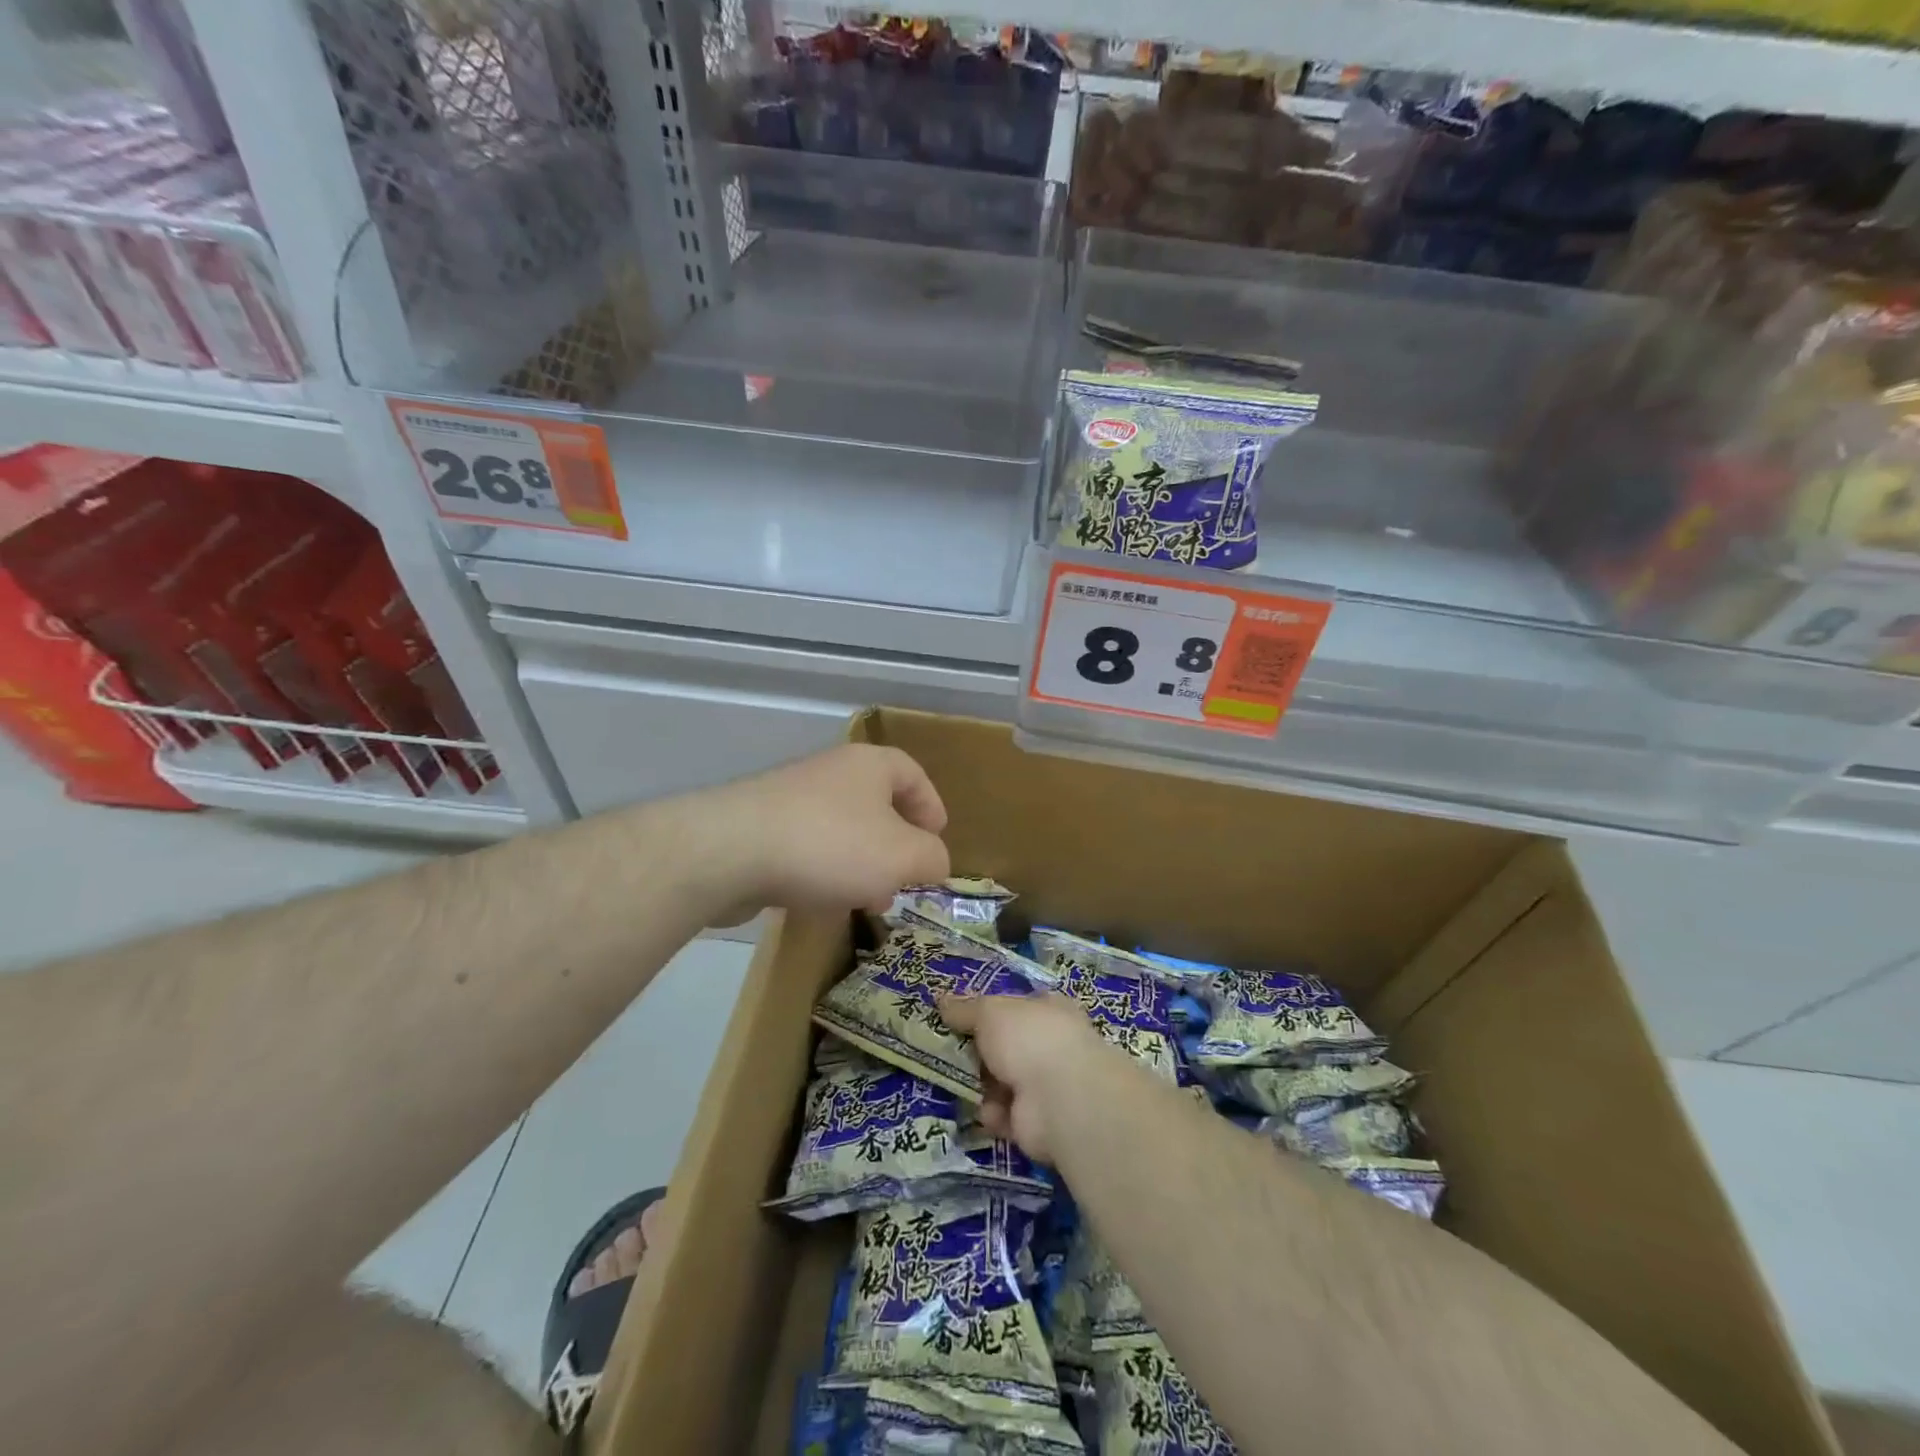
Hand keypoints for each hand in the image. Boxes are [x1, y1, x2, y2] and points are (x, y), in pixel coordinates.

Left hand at [696, 744, 950, 919]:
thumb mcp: (902, 857)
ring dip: (860, 865)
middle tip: (904, 880)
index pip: (913, 774)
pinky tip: (821, 904)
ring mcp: (790, 799)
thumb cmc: (831, 845)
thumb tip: (935, 863)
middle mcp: (830, 772)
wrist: (729, 852)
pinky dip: (822, 873)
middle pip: (876, 804)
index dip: (931, 807)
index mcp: (869, 765)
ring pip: (841, 831)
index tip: (937, 841)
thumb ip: (932, 859)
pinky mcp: (759, 828)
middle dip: (895, 846)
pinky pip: (806, 849)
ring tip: (866, 902)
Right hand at [936, 992, 1113, 1163]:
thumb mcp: (990, 1012)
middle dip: (979, 1052)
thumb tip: (941, 999)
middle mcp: (1050, 1045)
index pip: (1017, 1006)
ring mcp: (1046, 1085)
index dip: (990, 1011)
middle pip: (1006, 1046)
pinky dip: (993, 1114)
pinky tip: (988, 1111)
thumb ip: (966, 1009)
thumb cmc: (1028, 1039)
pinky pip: (1005, 1114)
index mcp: (1048, 1010)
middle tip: (949, 1052)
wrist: (1059, 1099)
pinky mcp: (1037, 1122)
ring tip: (962, 1083)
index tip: (960, 1018)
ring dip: (982, 1085)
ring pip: (1002, 1081)